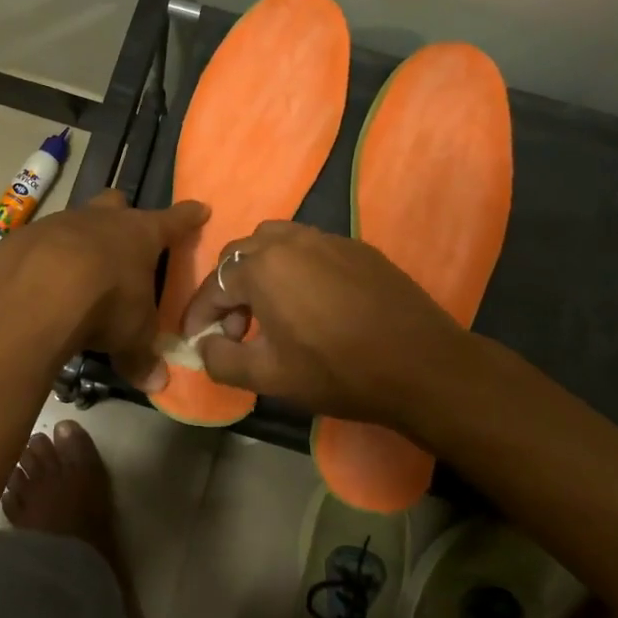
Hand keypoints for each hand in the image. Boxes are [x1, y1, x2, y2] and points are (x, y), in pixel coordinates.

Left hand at [0, 189, 208, 390]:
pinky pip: (35, 246)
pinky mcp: (19, 239)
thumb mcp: (132, 336)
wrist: (32, 293)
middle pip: (115, 204)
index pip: (173, 221)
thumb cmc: (104, 304)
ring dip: (77, 241)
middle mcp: (99, 220)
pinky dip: (40, 262)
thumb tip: (156, 383)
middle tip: (122, 237)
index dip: (186, 217)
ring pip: (73, 221)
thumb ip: (142, 357)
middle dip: (120, 216)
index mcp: (139, 234)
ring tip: (75, 272)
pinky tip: (36, 287)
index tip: (198, 208)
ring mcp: (56, 224)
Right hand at [179, 221, 466, 432]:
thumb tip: (205, 346)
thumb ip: (222, 360)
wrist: (422, 366)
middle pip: (241, 254)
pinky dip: (294, 268)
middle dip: (228, 290)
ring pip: (276, 242)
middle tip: (236, 329)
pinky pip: (310, 248)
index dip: (199, 314)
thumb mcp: (269, 377)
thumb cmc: (337, 371)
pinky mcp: (358, 248)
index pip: (214, 285)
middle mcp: (290, 241)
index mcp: (262, 267)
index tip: (195, 339)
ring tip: (270, 309)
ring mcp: (328, 240)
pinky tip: (311, 303)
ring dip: (260, 271)